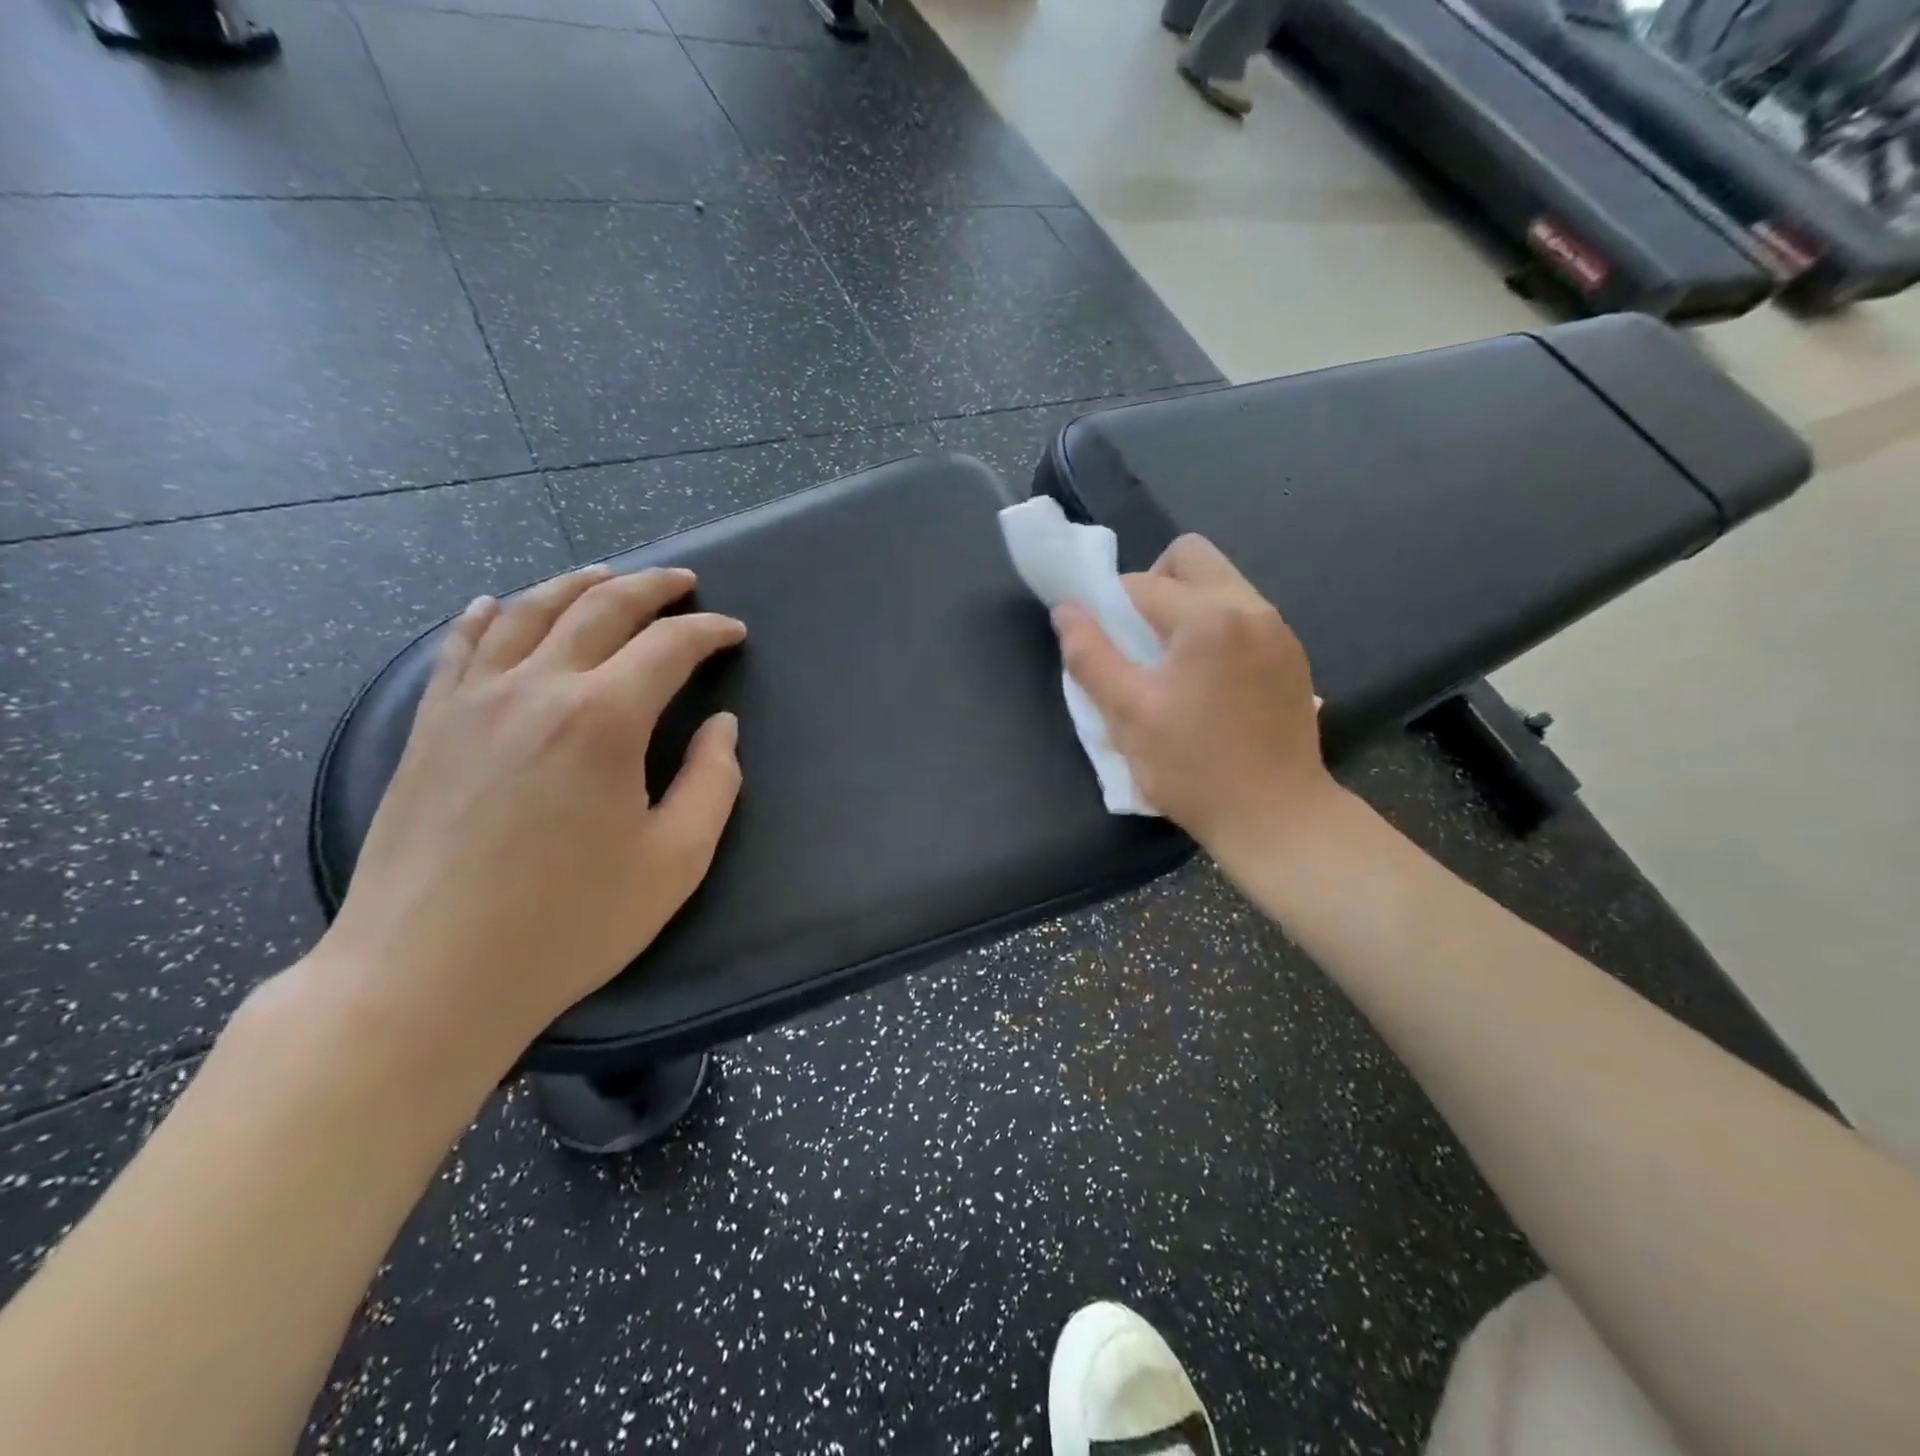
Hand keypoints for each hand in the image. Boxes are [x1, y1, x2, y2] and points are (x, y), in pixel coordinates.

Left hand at [311, 565, 744, 1063]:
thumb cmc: (568, 924)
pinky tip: (497, 606)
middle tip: (681, 583)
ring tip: (605, 575)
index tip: (733, 632)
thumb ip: (712, 783)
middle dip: (649, 588)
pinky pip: (459, 647)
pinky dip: (487, 616)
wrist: (426, 975)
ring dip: (575, 585)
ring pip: (527, 612)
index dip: (708, 631)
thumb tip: (721, 726)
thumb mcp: (674, 862)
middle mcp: (536, 689)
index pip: (669, 646)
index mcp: (604, 719)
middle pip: (599, 609)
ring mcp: (472, 702)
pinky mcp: (430, 727)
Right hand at [1053, 535, 1336, 857]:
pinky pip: (1243, 615)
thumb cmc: (1193, 769)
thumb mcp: (1127, 715)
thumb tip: (1065, 610)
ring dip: (1185, 606)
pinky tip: (1207, 681)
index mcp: (1210, 617)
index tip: (1101, 644)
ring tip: (1171, 663)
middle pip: (1192, 557)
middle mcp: (1252, 607)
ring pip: (1221, 584)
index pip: (1142, 583)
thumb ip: (1089, 655)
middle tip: (1138, 638)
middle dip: (1153, 584)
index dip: (1109, 607)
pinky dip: (1215, 628)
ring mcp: (1279, 630)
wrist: (1277, 818)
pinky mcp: (1292, 655)